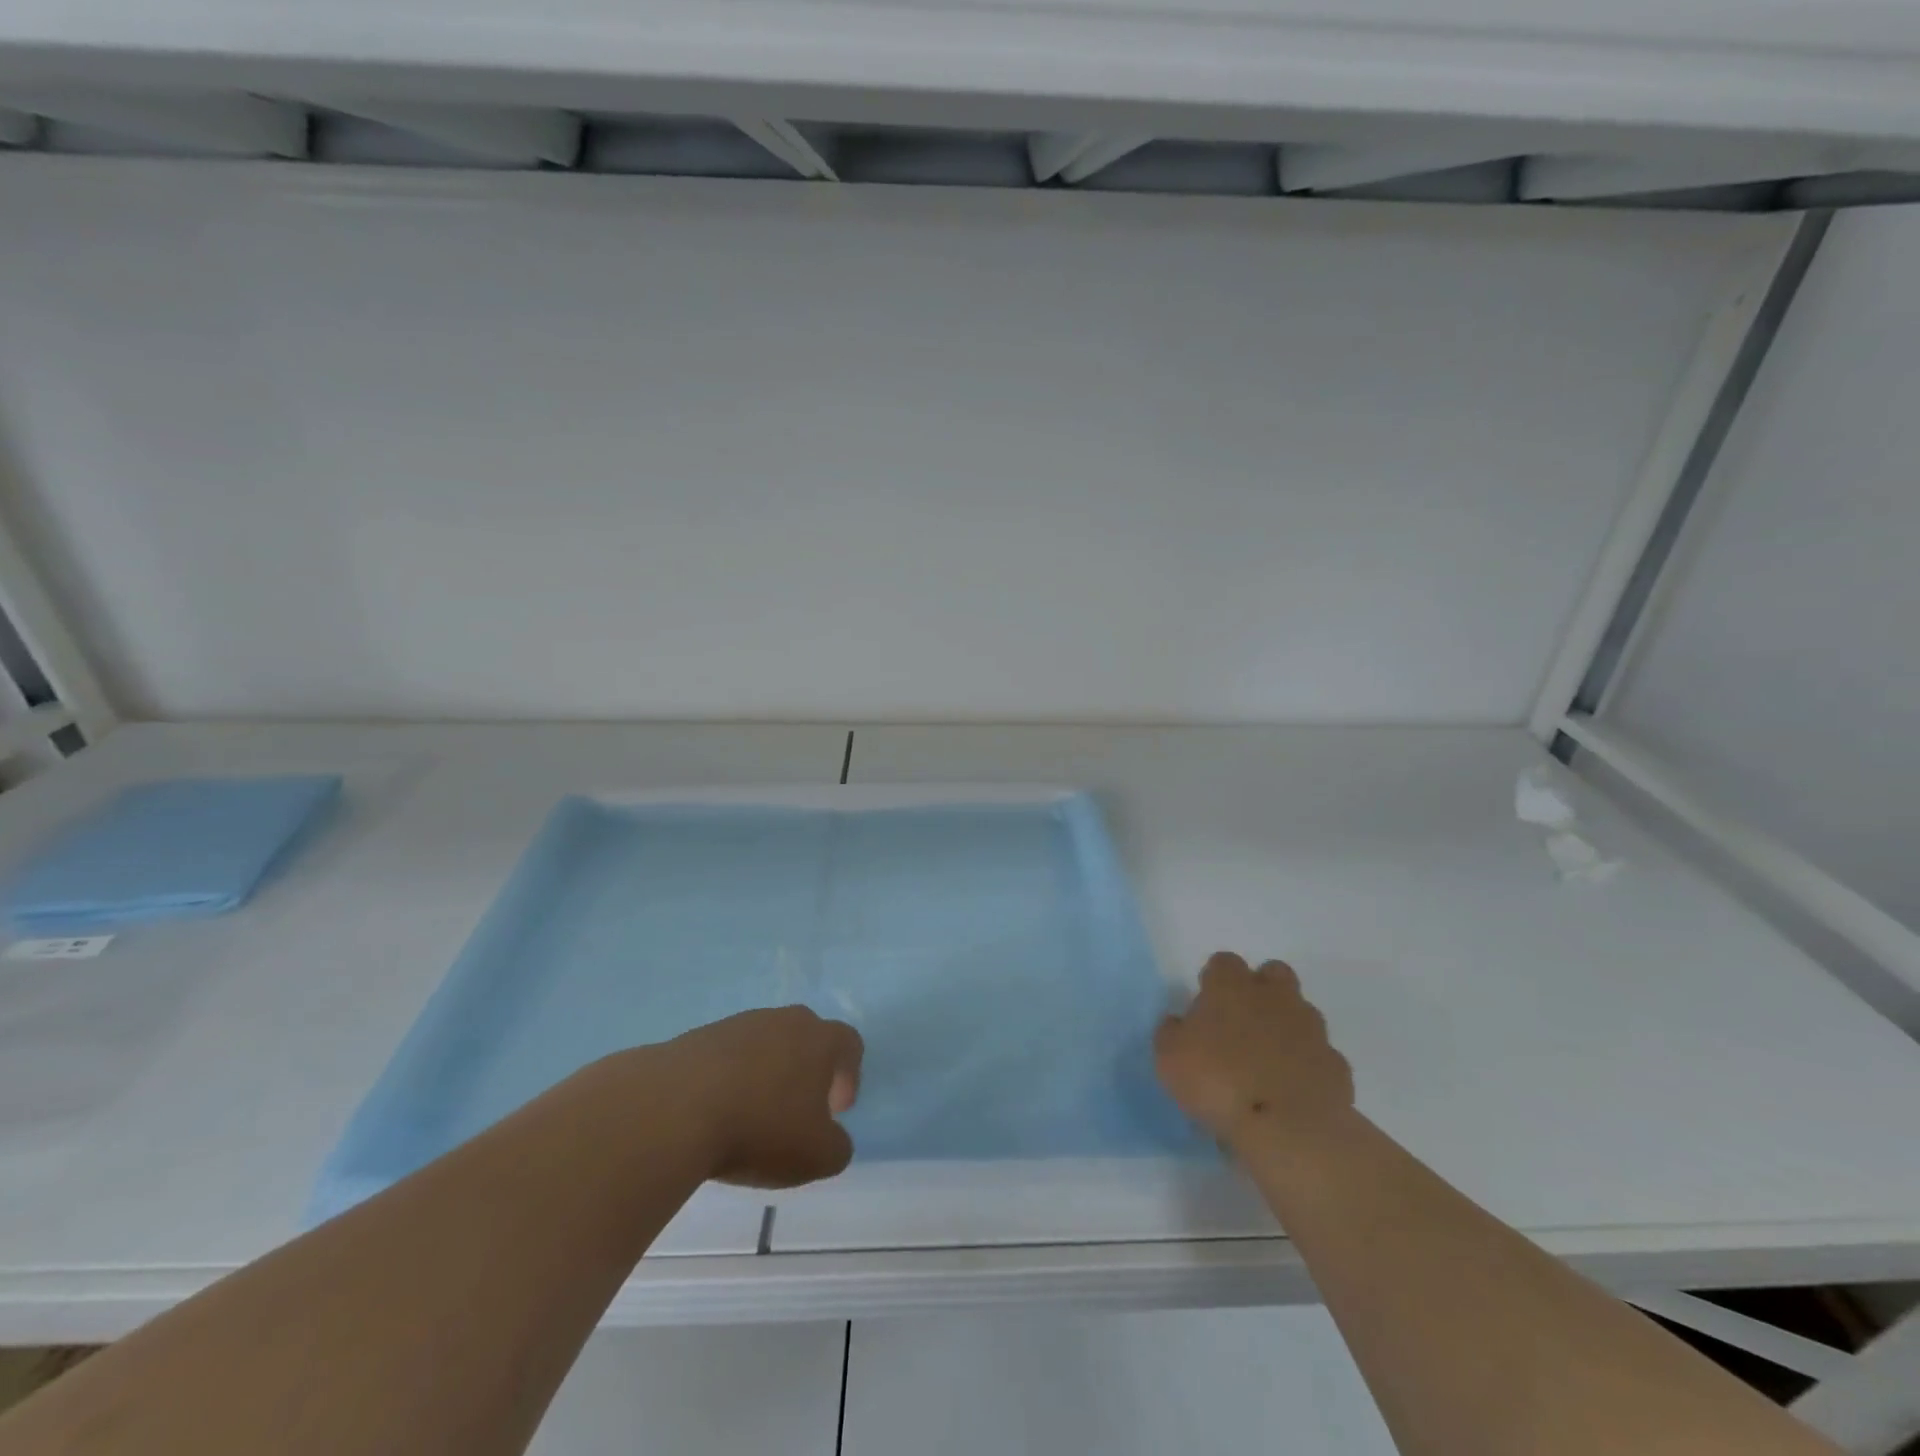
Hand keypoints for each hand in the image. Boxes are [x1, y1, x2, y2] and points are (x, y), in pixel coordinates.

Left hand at [655, 1007, 863, 1188]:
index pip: (849, 1044)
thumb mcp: (817, 1156)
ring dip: (766, 1075)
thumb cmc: (760, 1128)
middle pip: (806, 1037)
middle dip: (807, 1071)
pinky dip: (729, 1080)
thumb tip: (832, 1139)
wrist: (674, 1109)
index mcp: (820, 1038)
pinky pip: (727, 1056)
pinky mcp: (699, 1036)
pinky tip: (717, 1114)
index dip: (849, 1076)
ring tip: (751, 1117)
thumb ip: (837, 1147)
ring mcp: (739, 1024)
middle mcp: (784, 1020)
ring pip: (765, 1045)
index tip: (836, 1111)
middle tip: (797, 1110)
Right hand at [1155, 953, 1353, 1149]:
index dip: (1215, 979)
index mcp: (1231, 988)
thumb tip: (1179, 1024)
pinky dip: (1308, 1066)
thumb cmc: (1219, 1082)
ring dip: (1287, 1027)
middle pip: (1274, 973)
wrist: (1289, 1129)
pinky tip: (1293, 1090)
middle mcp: (1274, 998)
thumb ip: (1171, 1032)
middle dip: (1262, 988)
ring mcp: (1311, 1030)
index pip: (1224, 962)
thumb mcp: (1169, 1058)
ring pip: (1302, 1012)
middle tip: (1243, 1021)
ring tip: (1269, 1061)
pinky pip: (1320, 1056)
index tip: (1207, 1003)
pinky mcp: (1336, 1066)